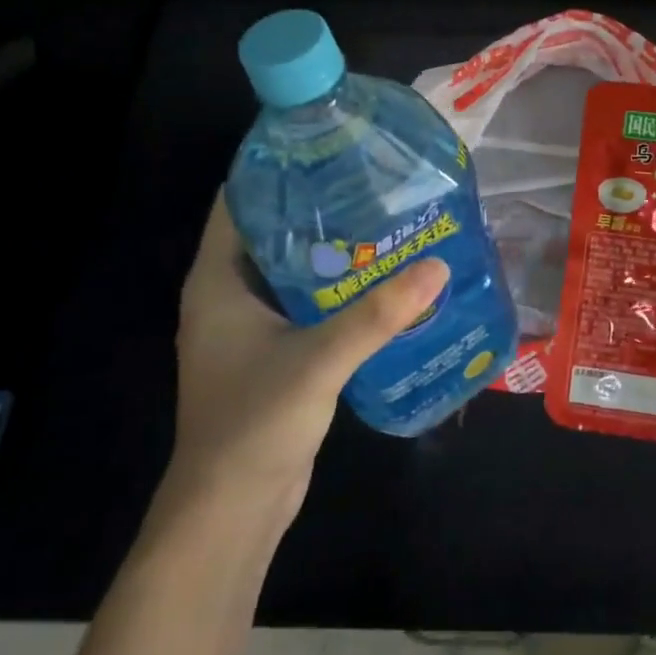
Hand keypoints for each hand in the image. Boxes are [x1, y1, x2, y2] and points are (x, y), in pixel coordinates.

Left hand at [169, 191, 448, 514]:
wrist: (232, 511)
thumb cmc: (255, 424)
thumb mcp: (319, 361)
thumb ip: (378, 314)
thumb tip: (438, 266)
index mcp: (217, 280)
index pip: (238, 200)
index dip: (275, 167)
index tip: (327, 144)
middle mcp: (229, 294)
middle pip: (271, 229)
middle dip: (317, 203)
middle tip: (372, 178)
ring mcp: (250, 325)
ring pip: (292, 267)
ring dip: (331, 247)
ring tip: (385, 218)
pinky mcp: (274, 351)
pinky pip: (306, 302)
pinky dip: (336, 286)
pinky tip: (381, 278)